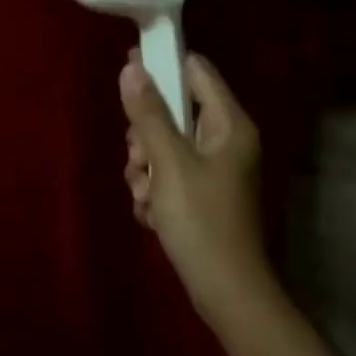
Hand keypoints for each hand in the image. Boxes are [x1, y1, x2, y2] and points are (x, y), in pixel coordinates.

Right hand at [121, 53, 279, 327]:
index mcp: (229, 124)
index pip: (196, 71)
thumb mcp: (169, 163)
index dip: (162, 64)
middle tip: (139, 160)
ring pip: (165, 147)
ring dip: (145, 169)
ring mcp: (214, 169)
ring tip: (146, 196)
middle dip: (146, 136)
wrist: (225, 290)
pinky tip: (152, 214)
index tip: (127, 69)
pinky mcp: (202, 194)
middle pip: (173, 112)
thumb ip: (149, 114)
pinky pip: (168, 175)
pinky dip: (154, 191)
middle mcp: (224, 140)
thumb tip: (131, 68)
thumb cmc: (201, 220)